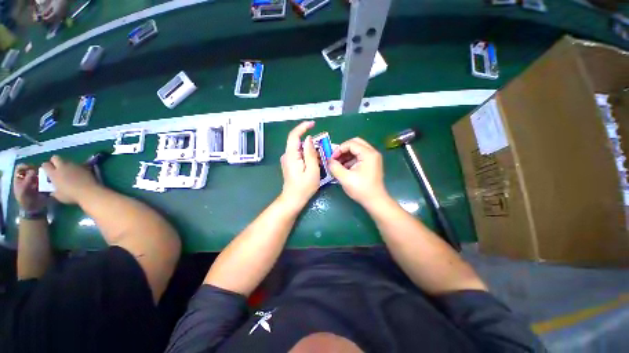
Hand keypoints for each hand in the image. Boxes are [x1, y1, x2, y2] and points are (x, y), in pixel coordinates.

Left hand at [13, 164, 46, 211]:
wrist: (34, 209)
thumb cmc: (26, 200)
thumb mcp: (23, 190)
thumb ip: (27, 180)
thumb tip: (33, 170)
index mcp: (19, 179)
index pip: (20, 168)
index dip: (25, 166)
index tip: (32, 168)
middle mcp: (26, 179)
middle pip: (30, 170)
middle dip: (36, 170)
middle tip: (41, 172)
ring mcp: (34, 182)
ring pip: (38, 174)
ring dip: (42, 175)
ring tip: (47, 177)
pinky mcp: (41, 185)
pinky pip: (44, 179)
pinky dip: (47, 179)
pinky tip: (49, 181)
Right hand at [42, 156, 98, 204]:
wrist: (89, 191)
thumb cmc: (71, 195)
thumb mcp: (58, 196)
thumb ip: (54, 191)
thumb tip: (53, 191)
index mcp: (54, 174)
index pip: (45, 165)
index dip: (45, 167)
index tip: (47, 170)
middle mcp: (62, 167)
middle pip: (55, 158)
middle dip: (54, 161)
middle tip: (56, 168)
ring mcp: (74, 166)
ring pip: (67, 160)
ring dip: (65, 164)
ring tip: (68, 171)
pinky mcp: (83, 166)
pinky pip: (76, 164)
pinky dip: (75, 167)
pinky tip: (77, 173)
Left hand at [279, 121, 320, 210]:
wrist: (293, 199)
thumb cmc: (304, 187)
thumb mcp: (312, 170)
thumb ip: (310, 153)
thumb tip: (308, 139)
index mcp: (291, 155)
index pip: (294, 135)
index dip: (303, 127)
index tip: (313, 124)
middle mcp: (287, 155)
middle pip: (298, 142)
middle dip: (311, 143)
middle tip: (322, 150)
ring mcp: (287, 160)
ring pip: (299, 149)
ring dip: (310, 150)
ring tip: (319, 159)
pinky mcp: (289, 164)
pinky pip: (299, 154)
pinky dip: (307, 155)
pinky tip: (314, 163)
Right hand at [328, 137, 388, 207]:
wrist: (375, 201)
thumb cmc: (361, 189)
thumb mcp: (345, 178)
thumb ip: (335, 167)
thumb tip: (328, 160)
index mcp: (368, 154)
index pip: (351, 143)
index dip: (339, 149)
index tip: (332, 158)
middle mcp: (372, 153)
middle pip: (355, 143)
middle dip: (343, 150)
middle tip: (335, 158)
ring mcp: (373, 158)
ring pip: (357, 149)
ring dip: (346, 155)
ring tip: (338, 164)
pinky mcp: (371, 164)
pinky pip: (359, 156)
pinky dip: (350, 160)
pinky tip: (344, 168)